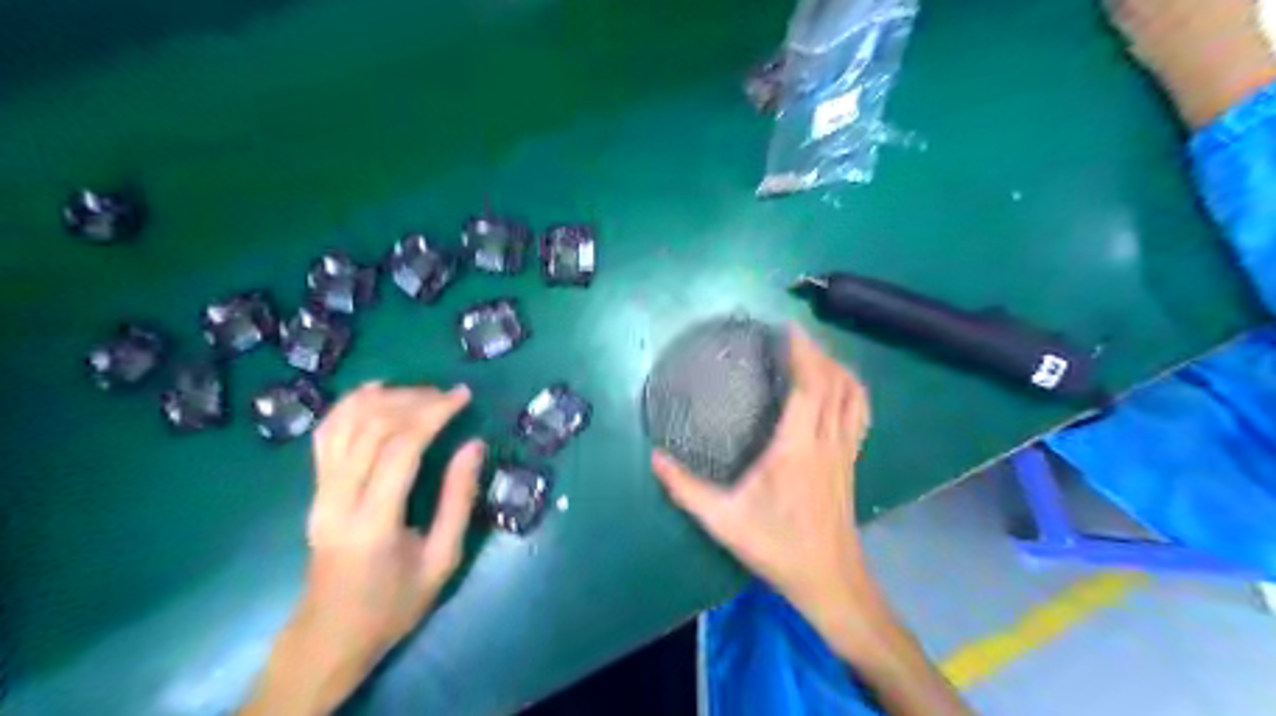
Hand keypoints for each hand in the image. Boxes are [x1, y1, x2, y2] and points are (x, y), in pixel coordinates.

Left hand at [247, 383, 486, 715]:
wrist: (331, 636)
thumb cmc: (394, 604)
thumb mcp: (443, 559)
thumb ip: (459, 499)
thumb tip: (474, 445)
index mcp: (373, 522)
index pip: (400, 447)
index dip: (433, 413)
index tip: (463, 396)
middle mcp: (338, 499)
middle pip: (370, 427)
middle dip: (414, 400)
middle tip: (448, 394)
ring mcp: (319, 493)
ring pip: (344, 424)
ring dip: (384, 399)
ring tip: (421, 392)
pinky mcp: (314, 490)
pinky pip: (326, 435)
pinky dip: (349, 405)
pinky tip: (375, 391)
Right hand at [651, 326, 871, 627]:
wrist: (829, 579)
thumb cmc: (777, 547)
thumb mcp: (723, 520)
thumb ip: (685, 489)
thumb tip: (654, 458)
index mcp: (798, 448)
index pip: (810, 386)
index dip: (804, 353)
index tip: (789, 329)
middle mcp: (827, 441)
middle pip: (835, 382)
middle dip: (818, 352)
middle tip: (794, 336)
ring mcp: (845, 451)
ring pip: (854, 396)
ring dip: (839, 368)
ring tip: (816, 355)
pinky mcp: (851, 461)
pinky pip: (860, 413)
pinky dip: (852, 391)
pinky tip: (839, 389)